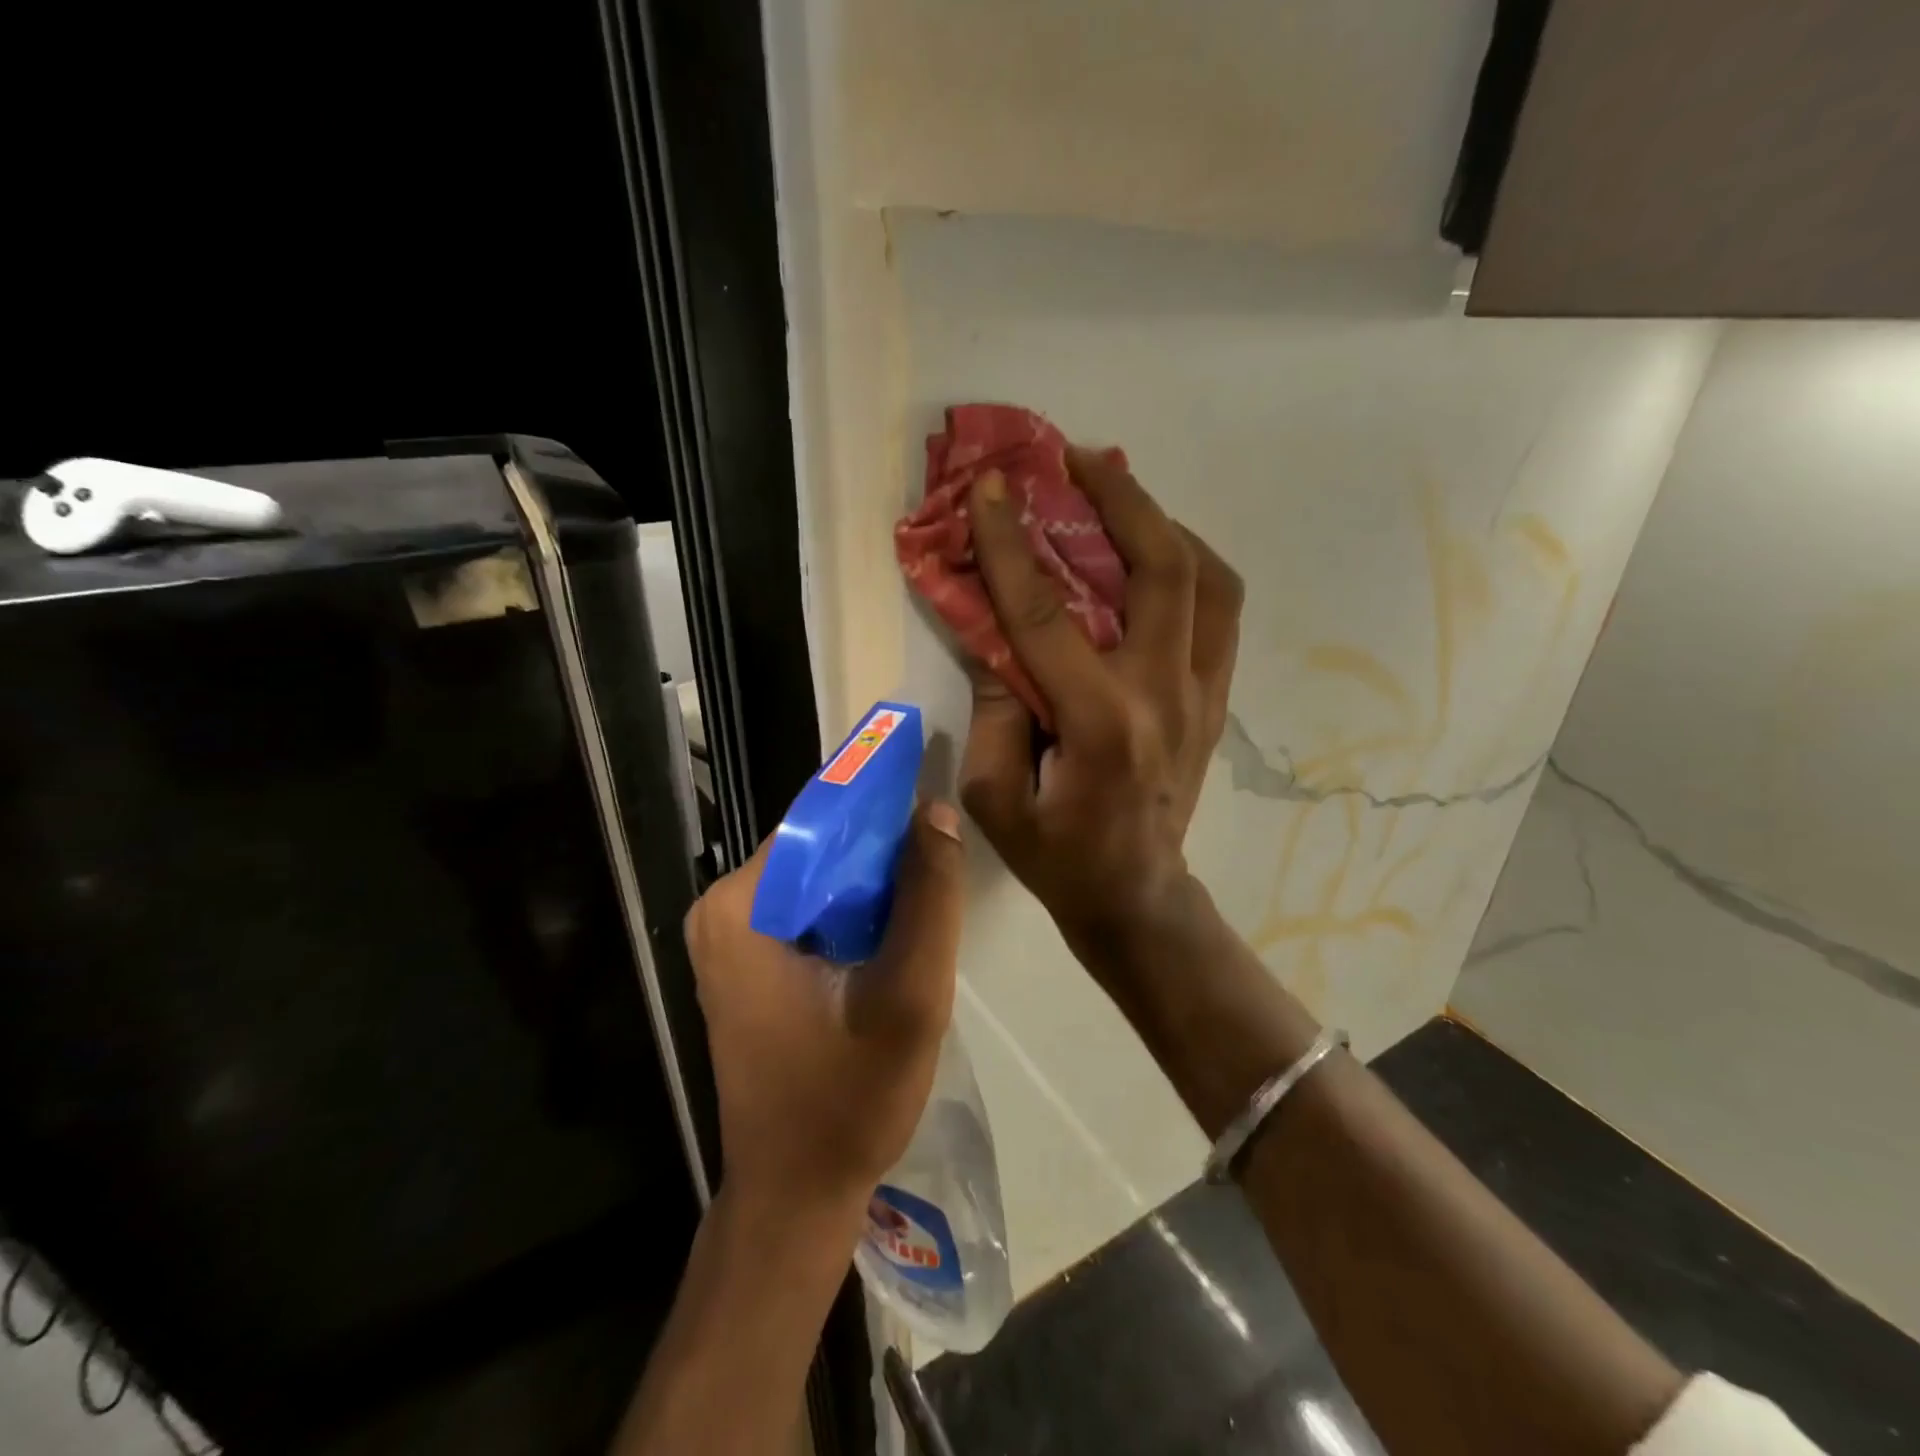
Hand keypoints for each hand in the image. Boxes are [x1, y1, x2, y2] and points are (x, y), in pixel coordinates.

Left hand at [683, 802, 965, 1213]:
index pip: (818, 820)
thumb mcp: (910, 995)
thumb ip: (930, 898)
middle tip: (940, 864)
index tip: (932, 800)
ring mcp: (731, 939)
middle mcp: (723, 911)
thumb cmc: (847, 1100)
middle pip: (817, 848)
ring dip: (873, 885)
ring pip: (819, 879)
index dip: (880, 806)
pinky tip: (894, 935)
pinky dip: (854, 913)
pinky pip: (810, 910)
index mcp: (741, 906)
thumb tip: (936, 811)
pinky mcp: (747, 964)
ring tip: (927, 899)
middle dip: (880, 852)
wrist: (796, 1197)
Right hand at [960, 445, 1242, 965]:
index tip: (992, 488)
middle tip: (1077, 457)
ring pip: (1209, 579)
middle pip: (1161, 569)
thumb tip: (997, 639)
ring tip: (1120, 493)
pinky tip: (1154, 552)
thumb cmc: (1057, 857)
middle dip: (1120, 499)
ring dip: (1164, 523)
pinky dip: (1189, 565)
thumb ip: (994, 710)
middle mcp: (1164, 694)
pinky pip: (1218, 610)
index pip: (1047, 613)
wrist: (1137, 896)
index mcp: (1100, 723)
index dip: (1011, 545)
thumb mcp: (995, 797)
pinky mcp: (1216, 698)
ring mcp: (1203, 693)